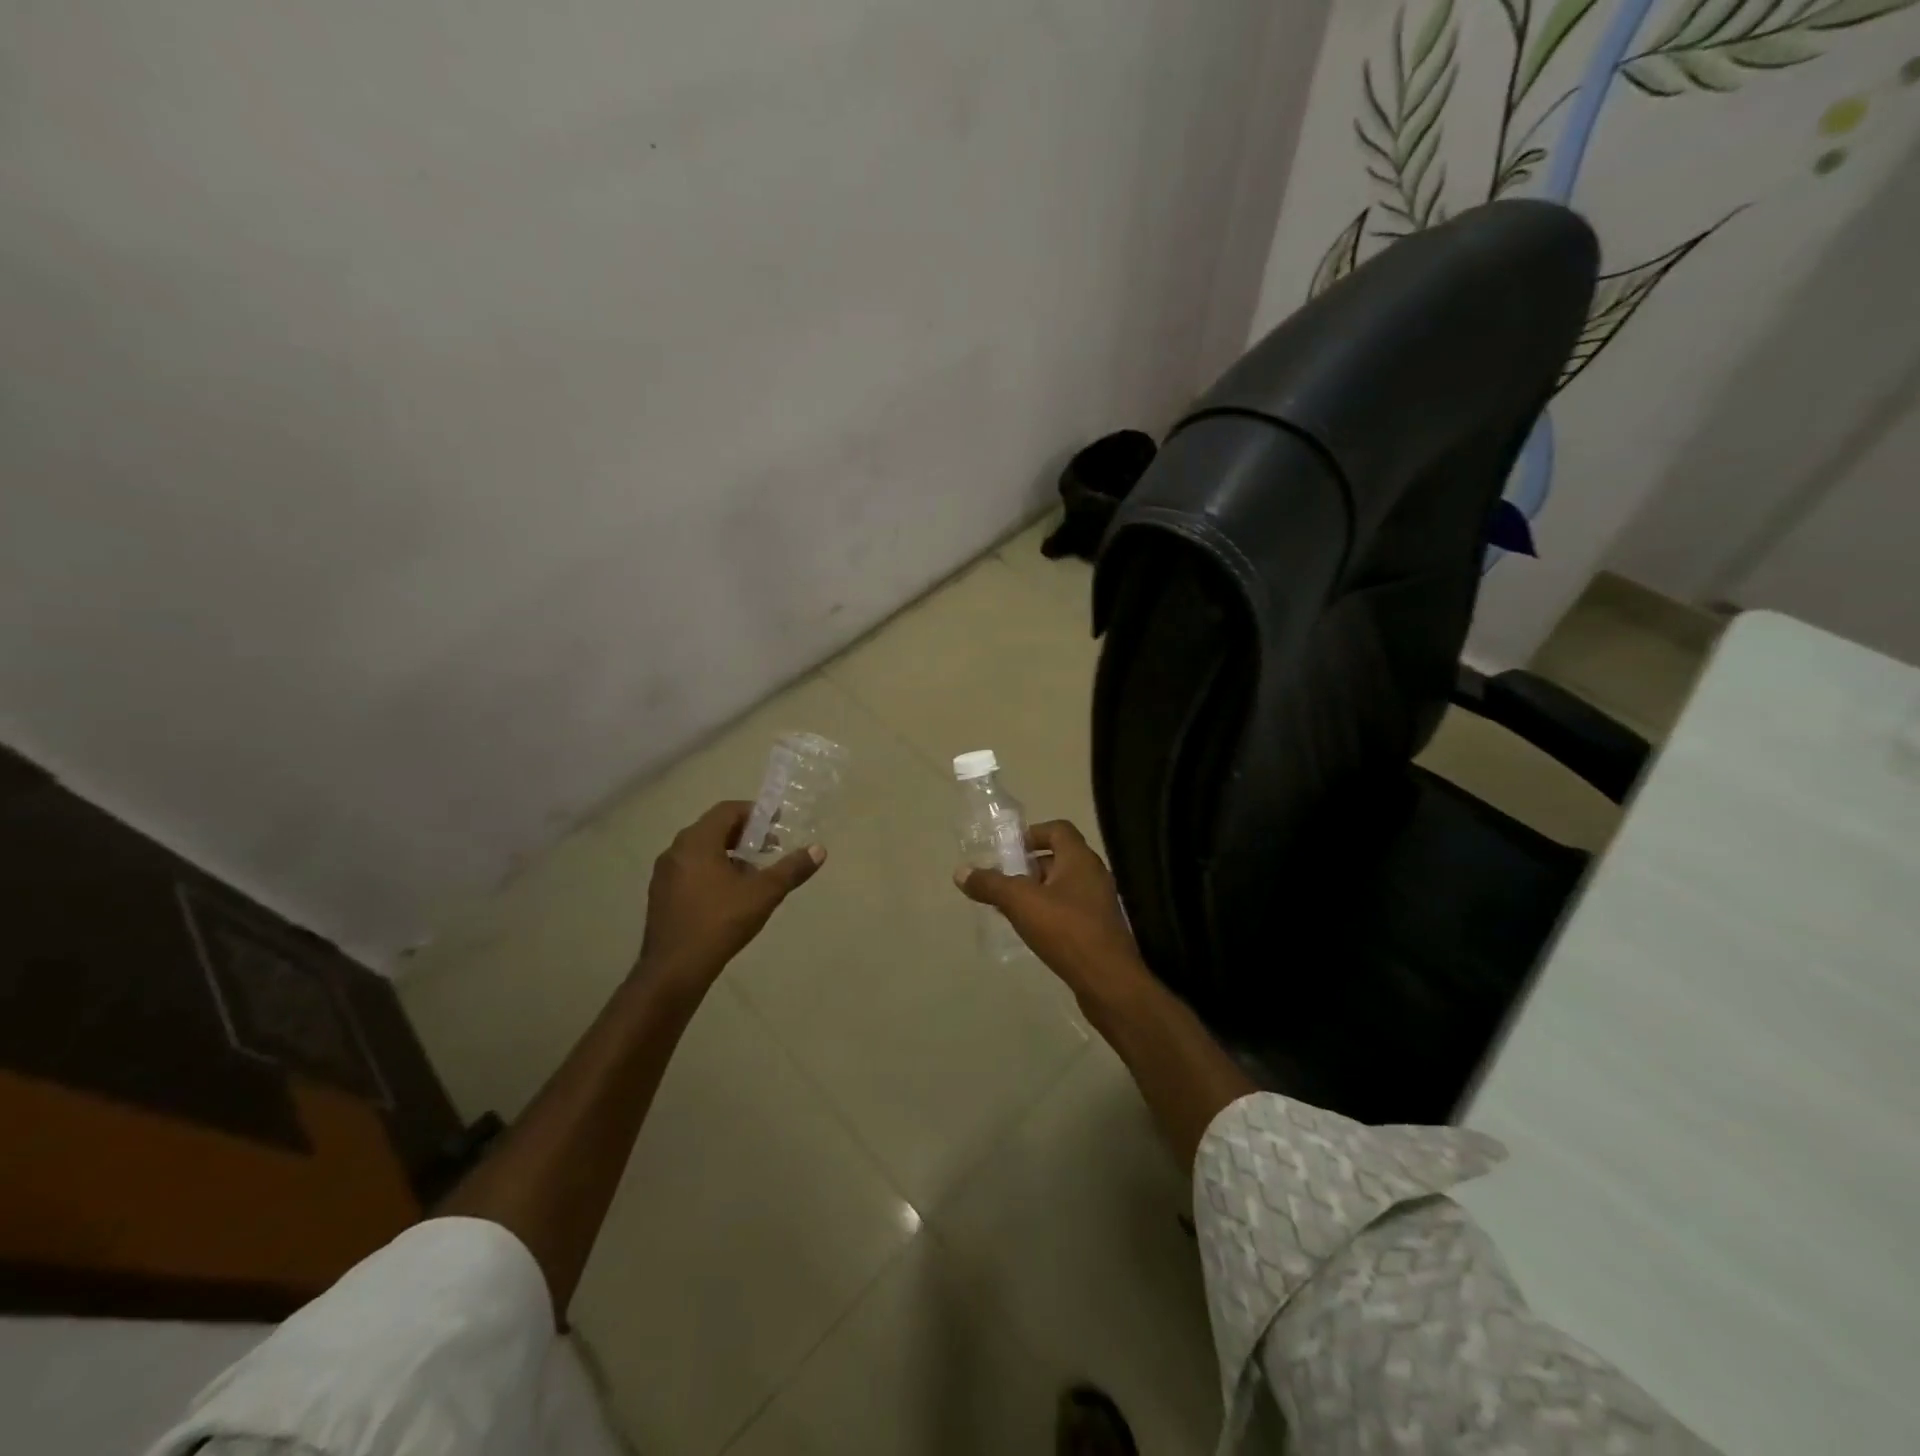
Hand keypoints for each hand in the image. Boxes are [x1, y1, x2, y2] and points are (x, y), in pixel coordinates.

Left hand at [639, 801, 824, 985]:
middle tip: (770, 847)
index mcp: (697, 841)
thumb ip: (792, 869)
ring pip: (701, 850)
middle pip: (713, 828)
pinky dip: (712, 870)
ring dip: (729, 853)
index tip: (777, 824)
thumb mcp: (763, 894)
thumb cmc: (720, 922)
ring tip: (753, 873)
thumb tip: (819, 850)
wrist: (674, 969)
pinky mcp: (660, 895)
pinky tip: (729, 894)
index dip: (755, 812)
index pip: (727, 810)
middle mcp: (676, 850)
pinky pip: (690, 869)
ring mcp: (664, 874)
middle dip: (744, 834)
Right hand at [954, 820, 1148, 999]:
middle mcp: (1093, 875)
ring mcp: (1098, 903)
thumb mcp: (1021, 903)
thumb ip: (991, 884)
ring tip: (1008, 907)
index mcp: (1080, 859)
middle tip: (1001, 880)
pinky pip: (1068, 910)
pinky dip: (1048, 913)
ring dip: (1036, 892)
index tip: (1007, 850)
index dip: (1032, 834)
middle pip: (1058, 858)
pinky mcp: (1098, 929)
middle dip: (1028, 867)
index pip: (1058, 829)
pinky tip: (1029, 931)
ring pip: (1062, 887)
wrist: (1108, 982)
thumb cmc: (1066, 931)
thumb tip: (960, 872)